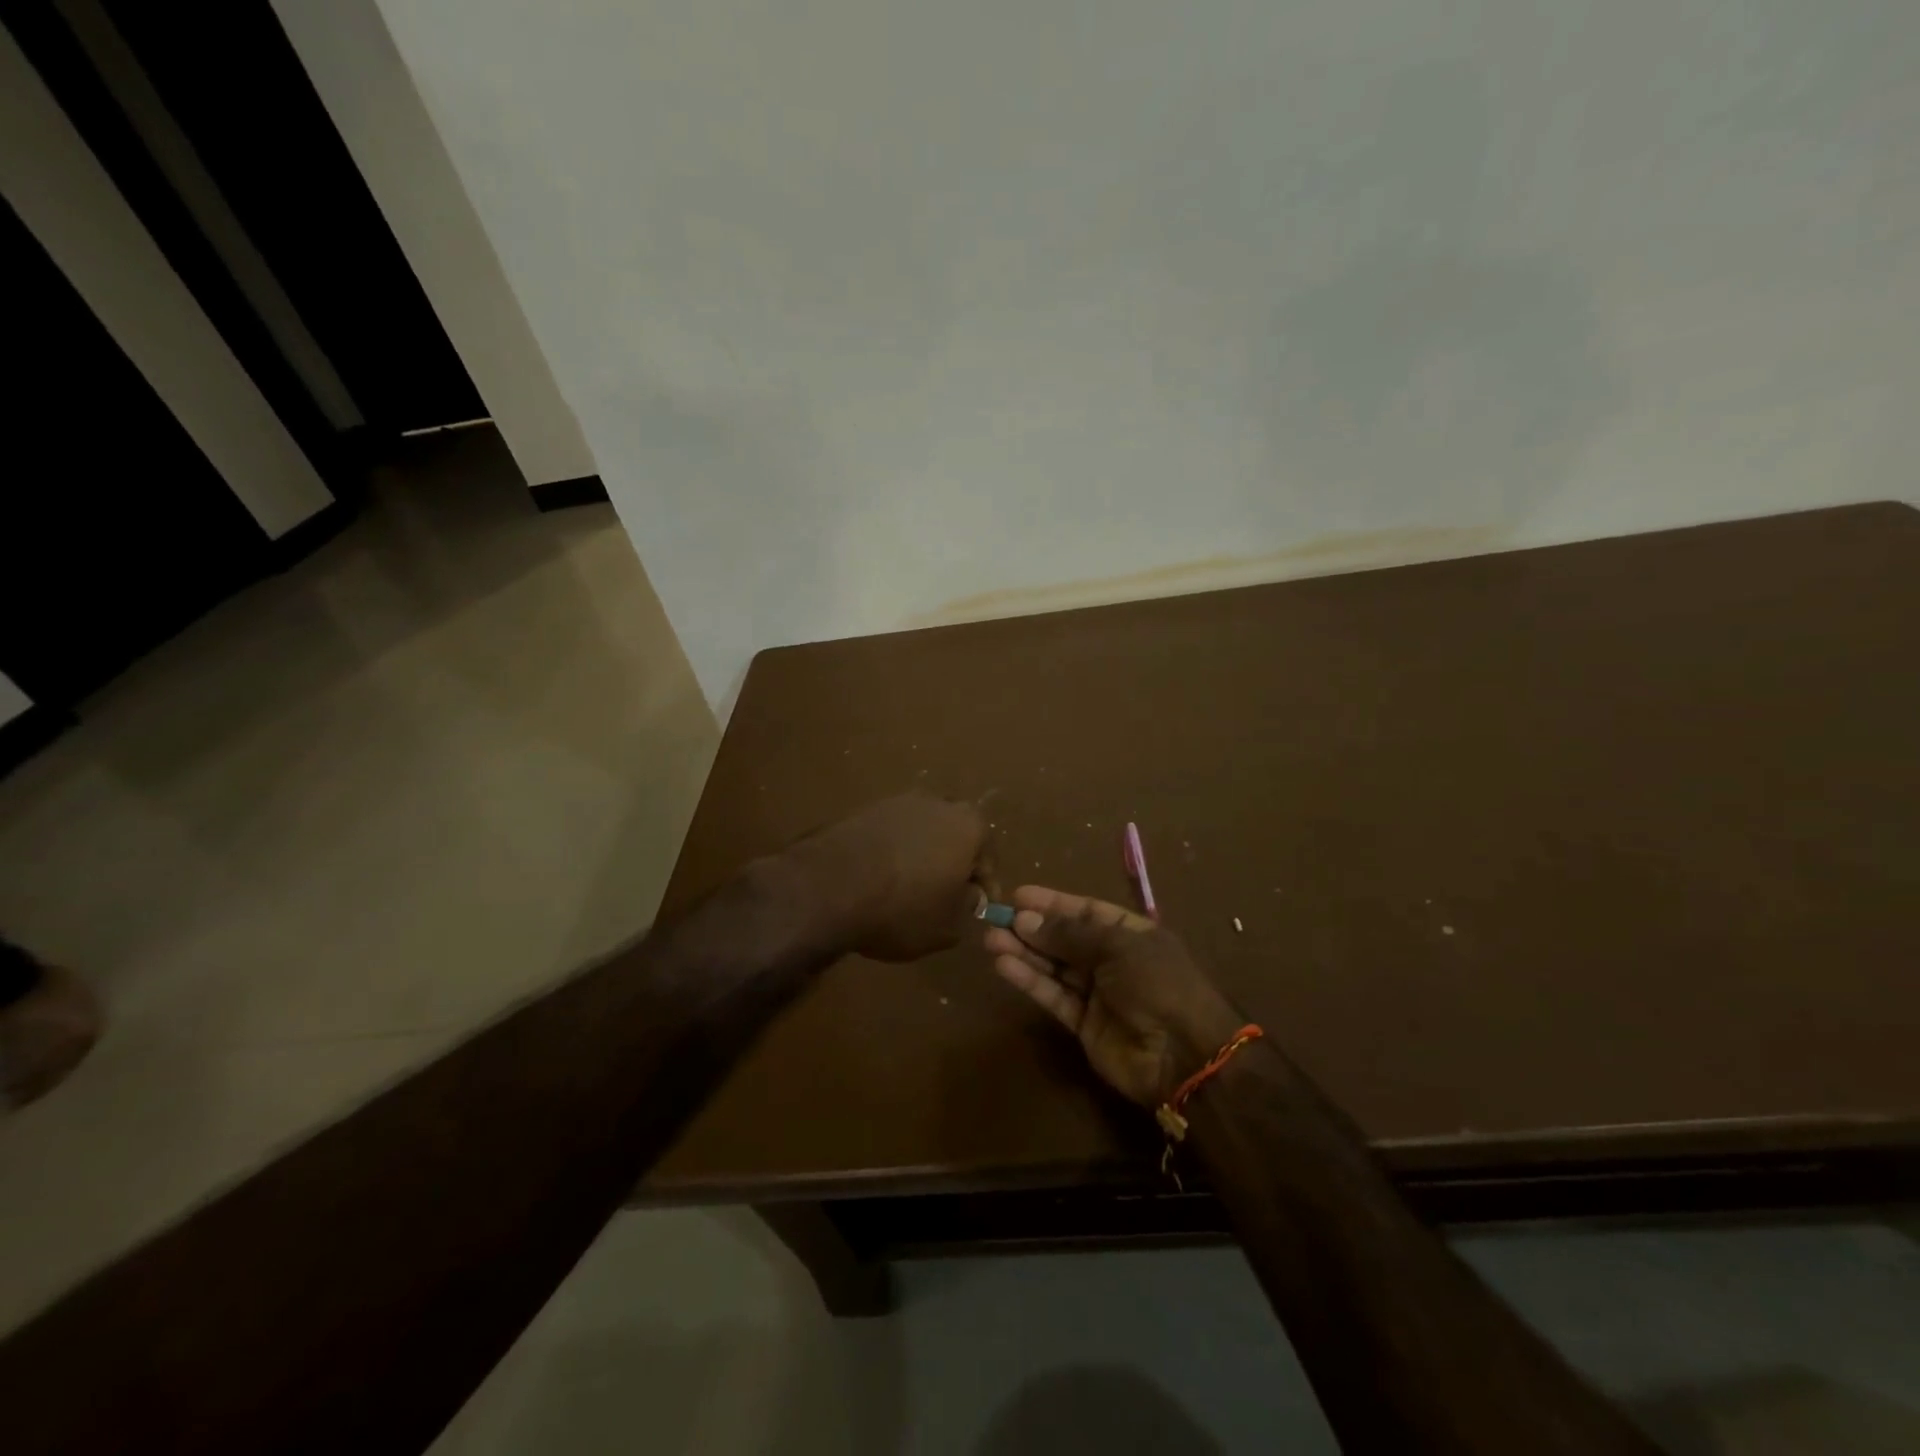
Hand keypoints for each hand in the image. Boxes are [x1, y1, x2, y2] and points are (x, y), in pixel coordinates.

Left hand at [791, 793, 993, 961]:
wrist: (829, 886)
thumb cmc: (902, 909)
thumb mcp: (947, 927)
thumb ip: (967, 908)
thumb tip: (968, 896)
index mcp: (970, 827)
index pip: (988, 860)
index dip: (984, 889)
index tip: (977, 910)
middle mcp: (939, 804)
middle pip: (955, 837)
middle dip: (953, 863)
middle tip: (944, 895)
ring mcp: (898, 801)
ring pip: (922, 831)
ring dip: (921, 855)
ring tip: (908, 888)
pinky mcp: (865, 809)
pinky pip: (890, 833)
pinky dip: (892, 852)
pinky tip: (880, 878)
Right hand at [985, 886, 1242, 1107]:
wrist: (1185, 1056)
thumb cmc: (1158, 984)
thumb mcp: (1117, 946)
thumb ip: (1069, 934)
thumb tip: (1025, 918)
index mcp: (1131, 934)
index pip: (1086, 911)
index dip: (1053, 903)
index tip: (1018, 895)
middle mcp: (1113, 961)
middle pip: (1065, 939)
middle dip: (1032, 928)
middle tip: (995, 918)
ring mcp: (1098, 994)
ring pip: (1054, 967)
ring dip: (1024, 952)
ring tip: (990, 940)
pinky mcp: (1083, 1025)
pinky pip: (1053, 996)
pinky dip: (1030, 981)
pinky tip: (1004, 965)